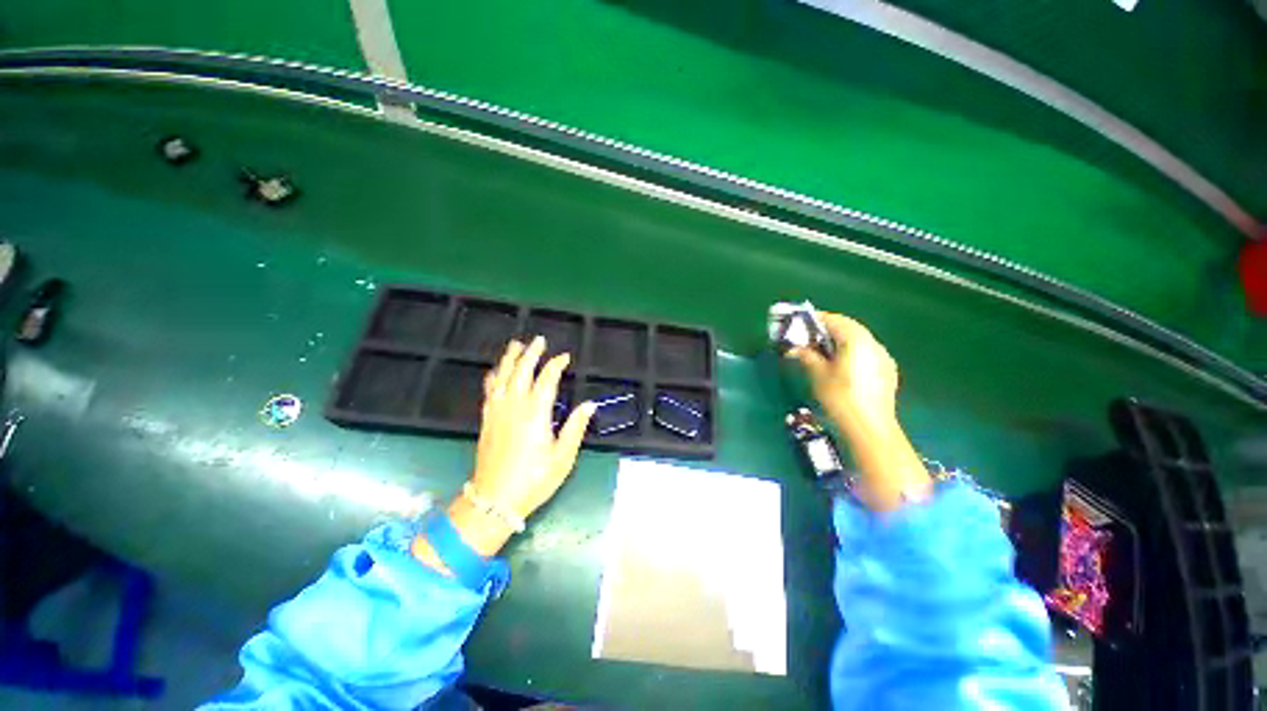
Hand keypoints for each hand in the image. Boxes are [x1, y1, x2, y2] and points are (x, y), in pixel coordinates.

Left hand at [416, 337, 595, 563]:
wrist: (493, 501)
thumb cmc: (534, 480)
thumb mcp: (562, 457)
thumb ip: (575, 428)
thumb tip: (589, 405)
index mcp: (535, 413)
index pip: (546, 379)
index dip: (556, 365)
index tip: (564, 357)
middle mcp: (514, 406)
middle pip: (522, 371)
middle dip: (531, 353)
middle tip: (539, 340)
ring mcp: (497, 411)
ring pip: (502, 376)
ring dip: (510, 358)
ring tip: (516, 344)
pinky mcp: (486, 419)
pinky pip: (489, 389)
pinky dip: (494, 375)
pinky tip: (496, 370)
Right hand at [792, 312, 898, 434]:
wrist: (869, 428)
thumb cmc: (840, 397)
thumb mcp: (817, 374)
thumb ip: (807, 355)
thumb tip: (794, 348)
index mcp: (856, 340)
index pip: (834, 320)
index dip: (815, 320)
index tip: (799, 325)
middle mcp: (873, 343)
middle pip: (849, 327)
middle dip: (828, 329)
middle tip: (808, 338)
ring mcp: (883, 357)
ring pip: (859, 339)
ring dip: (840, 340)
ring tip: (822, 352)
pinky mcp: (887, 371)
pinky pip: (867, 352)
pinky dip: (852, 352)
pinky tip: (841, 366)